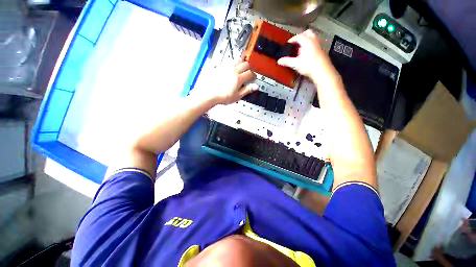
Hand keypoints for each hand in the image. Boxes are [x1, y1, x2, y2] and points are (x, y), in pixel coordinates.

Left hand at [197, 59, 256, 104]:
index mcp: (238, 78)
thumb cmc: (223, 96)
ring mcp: (227, 68)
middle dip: (249, 68)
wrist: (210, 94)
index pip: (250, 73)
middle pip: (246, 64)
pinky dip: (234, 64)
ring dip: (242, 64)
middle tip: (248, 74)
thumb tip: (255, 87)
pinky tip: (232, 71)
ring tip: (241, 70)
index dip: (253, 76)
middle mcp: (233, 71)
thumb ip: (247, 90)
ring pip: (238, 60)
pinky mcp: (221, 67)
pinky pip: (230, 62)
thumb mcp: (237, 96)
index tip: (253, 79)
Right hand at [277, 29, 338, 83]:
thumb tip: (279, 61)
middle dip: (301, 36)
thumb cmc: (309, 66)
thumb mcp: (295, 64)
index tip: (288, 44)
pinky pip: (315, 45)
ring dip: (306, 41)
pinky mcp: (322, 51)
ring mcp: (319, 45)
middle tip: (296, 43)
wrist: (322, 71)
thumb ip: (287, 61)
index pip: (298, 36)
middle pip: (307, 33)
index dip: (292, 39)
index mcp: (307, 41)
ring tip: (300, 49)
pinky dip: (310, 46)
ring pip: (312, 38)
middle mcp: (314, 41)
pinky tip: (307, 55)